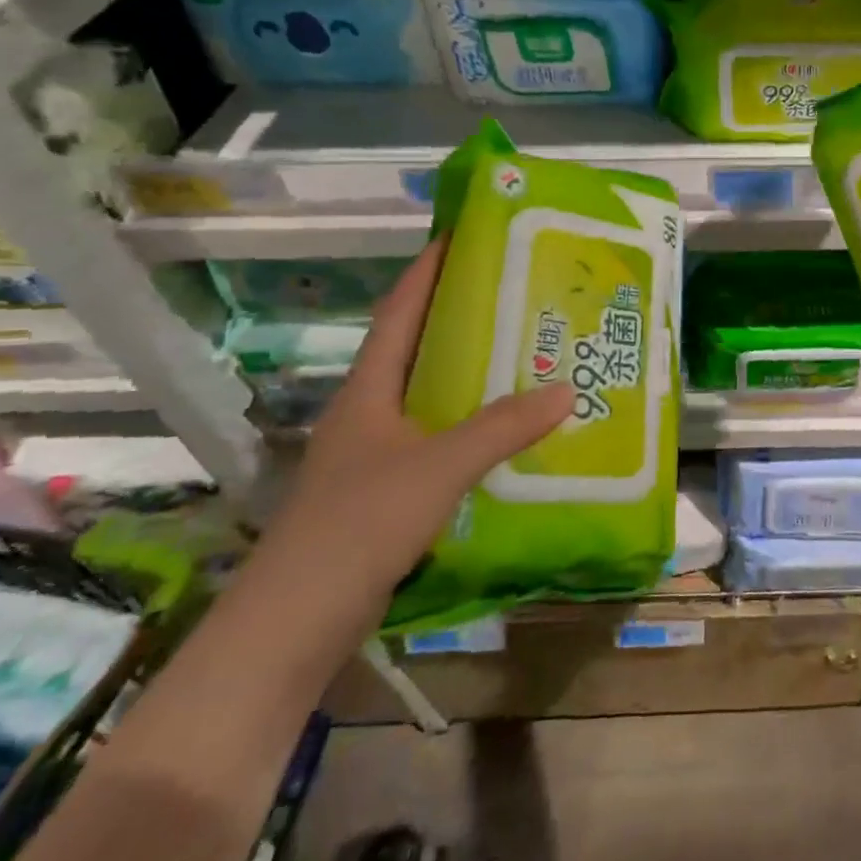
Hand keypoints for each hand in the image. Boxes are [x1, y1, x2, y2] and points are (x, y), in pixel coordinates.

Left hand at [257, 239, 573, 615]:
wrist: (294, 624)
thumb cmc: (358, 525)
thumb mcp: (438, 466)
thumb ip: (502, 427)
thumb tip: (566, 390)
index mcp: (369, 389)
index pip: (400, 312)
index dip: (428, 270)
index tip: (463, 236)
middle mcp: (370, 412)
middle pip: (418, 348)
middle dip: (461, 317)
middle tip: (518, 294)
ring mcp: (376, 454)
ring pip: (431, 397)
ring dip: (471, 374)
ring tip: (526, 353)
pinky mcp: (387, 492)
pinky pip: (439, 440)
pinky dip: (472, 425)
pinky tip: (509, 431)